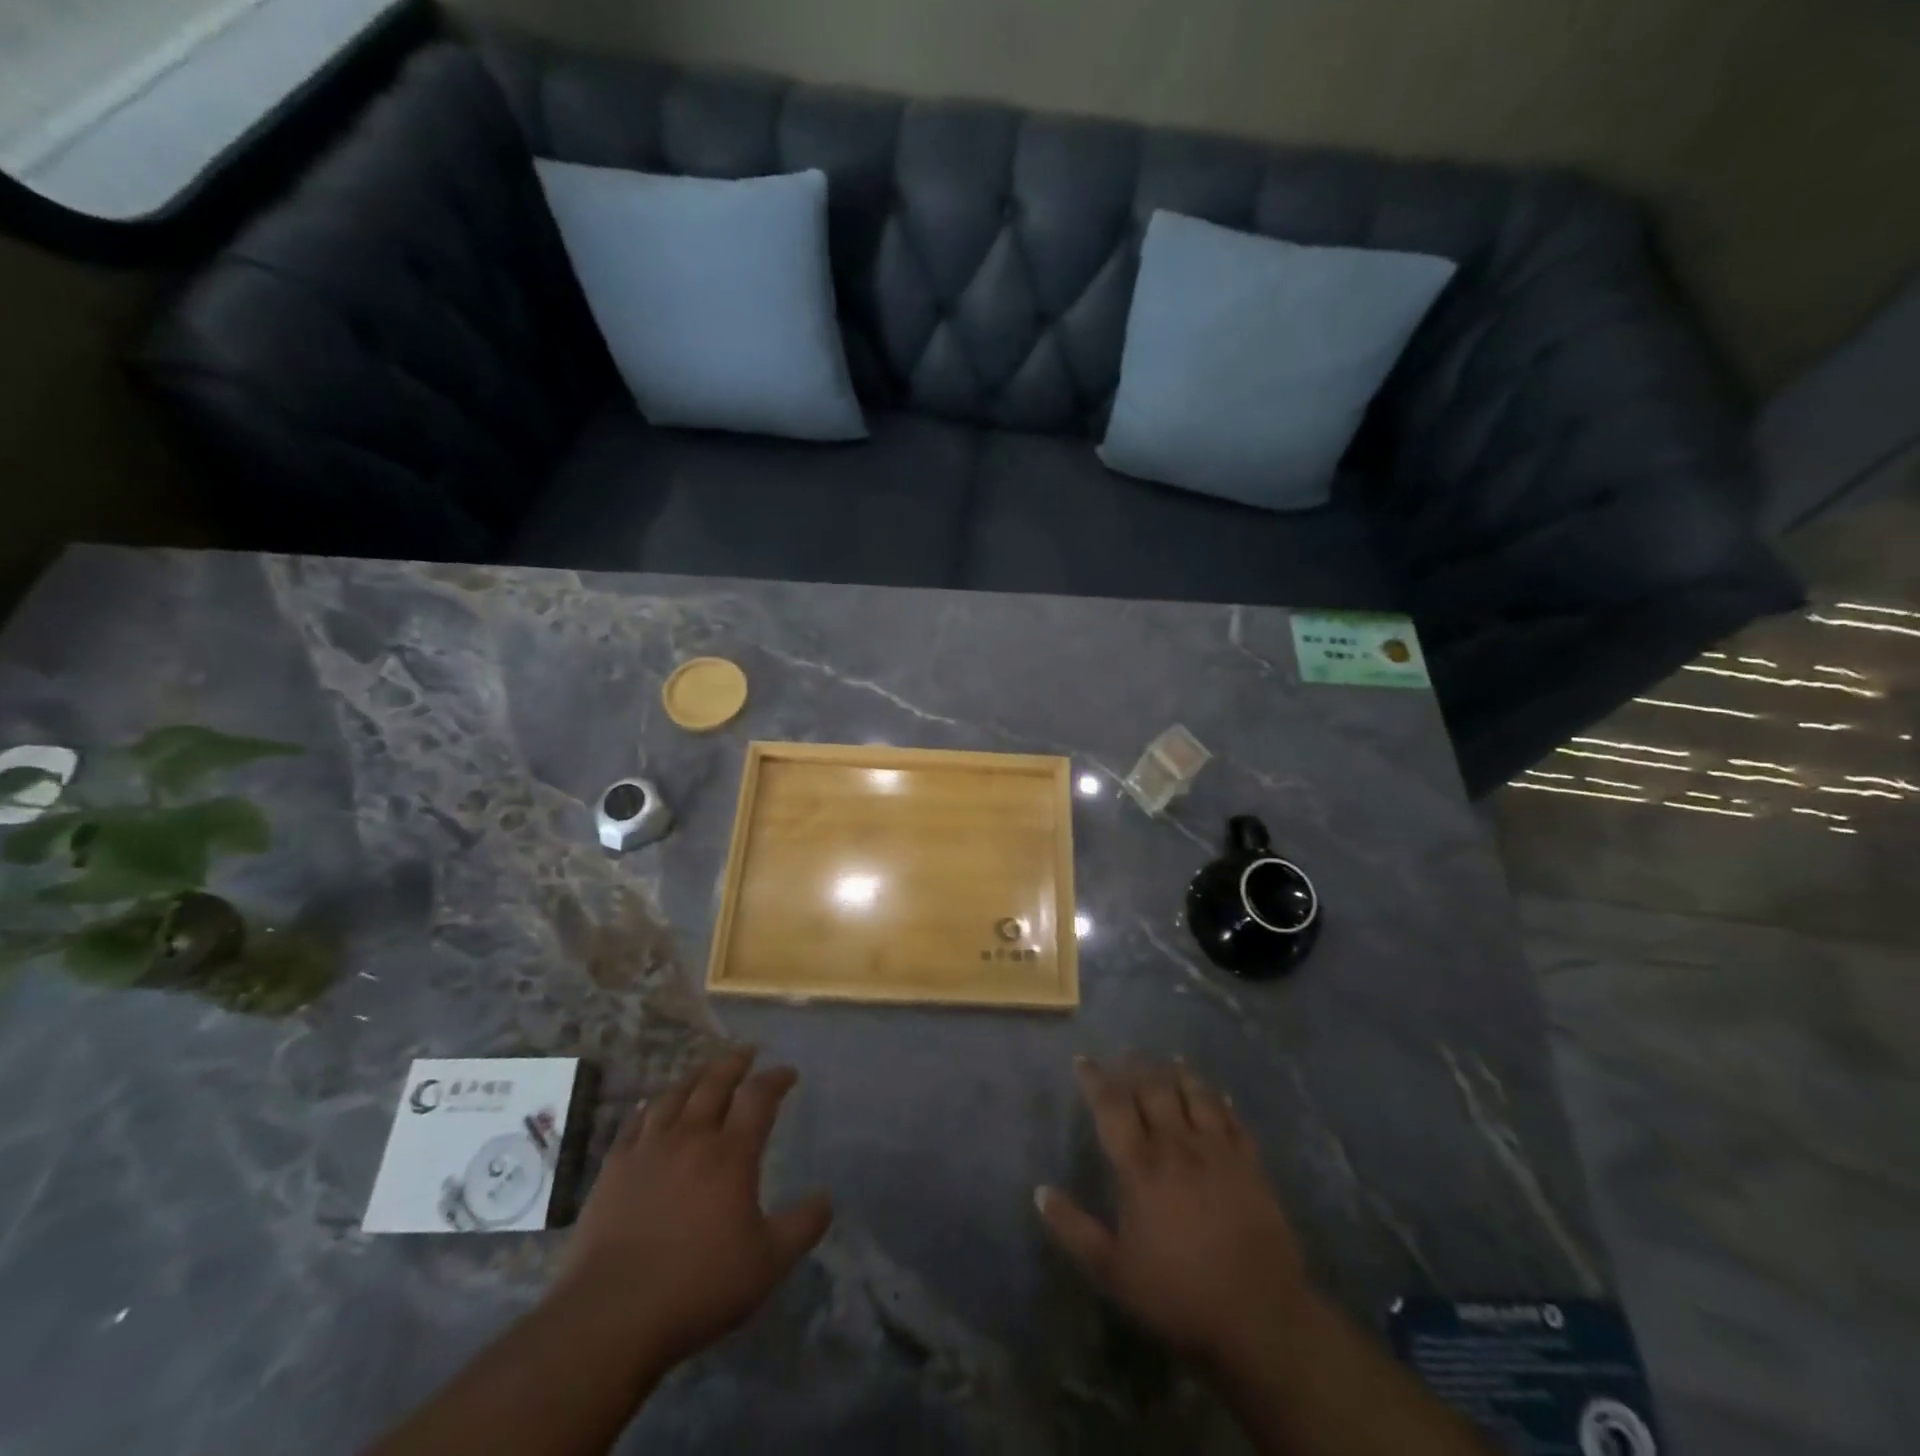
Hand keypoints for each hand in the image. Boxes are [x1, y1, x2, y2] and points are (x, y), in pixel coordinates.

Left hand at [553, 1047, 832, 1369]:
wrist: (609, 1316)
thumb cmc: (697, 1287)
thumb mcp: (767, 1264)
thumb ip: (802, 1227)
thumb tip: (827, 1197)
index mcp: (731, 1154)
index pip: (759, 1097)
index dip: (776, 1078)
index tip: (788, 1072)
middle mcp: (691, 1138)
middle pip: (714, 1082)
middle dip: (735, 1062)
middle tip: (747, 1052)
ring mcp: (647, 1149)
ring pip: (674, 1095)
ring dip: (695, 1076)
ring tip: (705, 1071)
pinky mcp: (613, 1169)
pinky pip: (635, 1122)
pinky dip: (651, 1106)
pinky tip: (653, 1107)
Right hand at [1036, 1056, 1313, 1368]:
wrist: (1260, 1318)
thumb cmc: (1179, 1295)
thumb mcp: (1114, 1272)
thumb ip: (1074, 1229)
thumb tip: (1040, 1191)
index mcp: (1141, 1166)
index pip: (1112, 1106)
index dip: (1094, 1079)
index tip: (1082, 1061)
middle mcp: (1177, 1145)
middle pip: (1153, 1089)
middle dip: (1135, 1066)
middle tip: (1125, 1054)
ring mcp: (1218, 1151)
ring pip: (1194, 1094)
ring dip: (1178, 1073)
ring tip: (1169, 1060)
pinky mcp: (1250, 1164)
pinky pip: (1232, 1119)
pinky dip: (1219, 1101)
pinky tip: (1216, 1095)